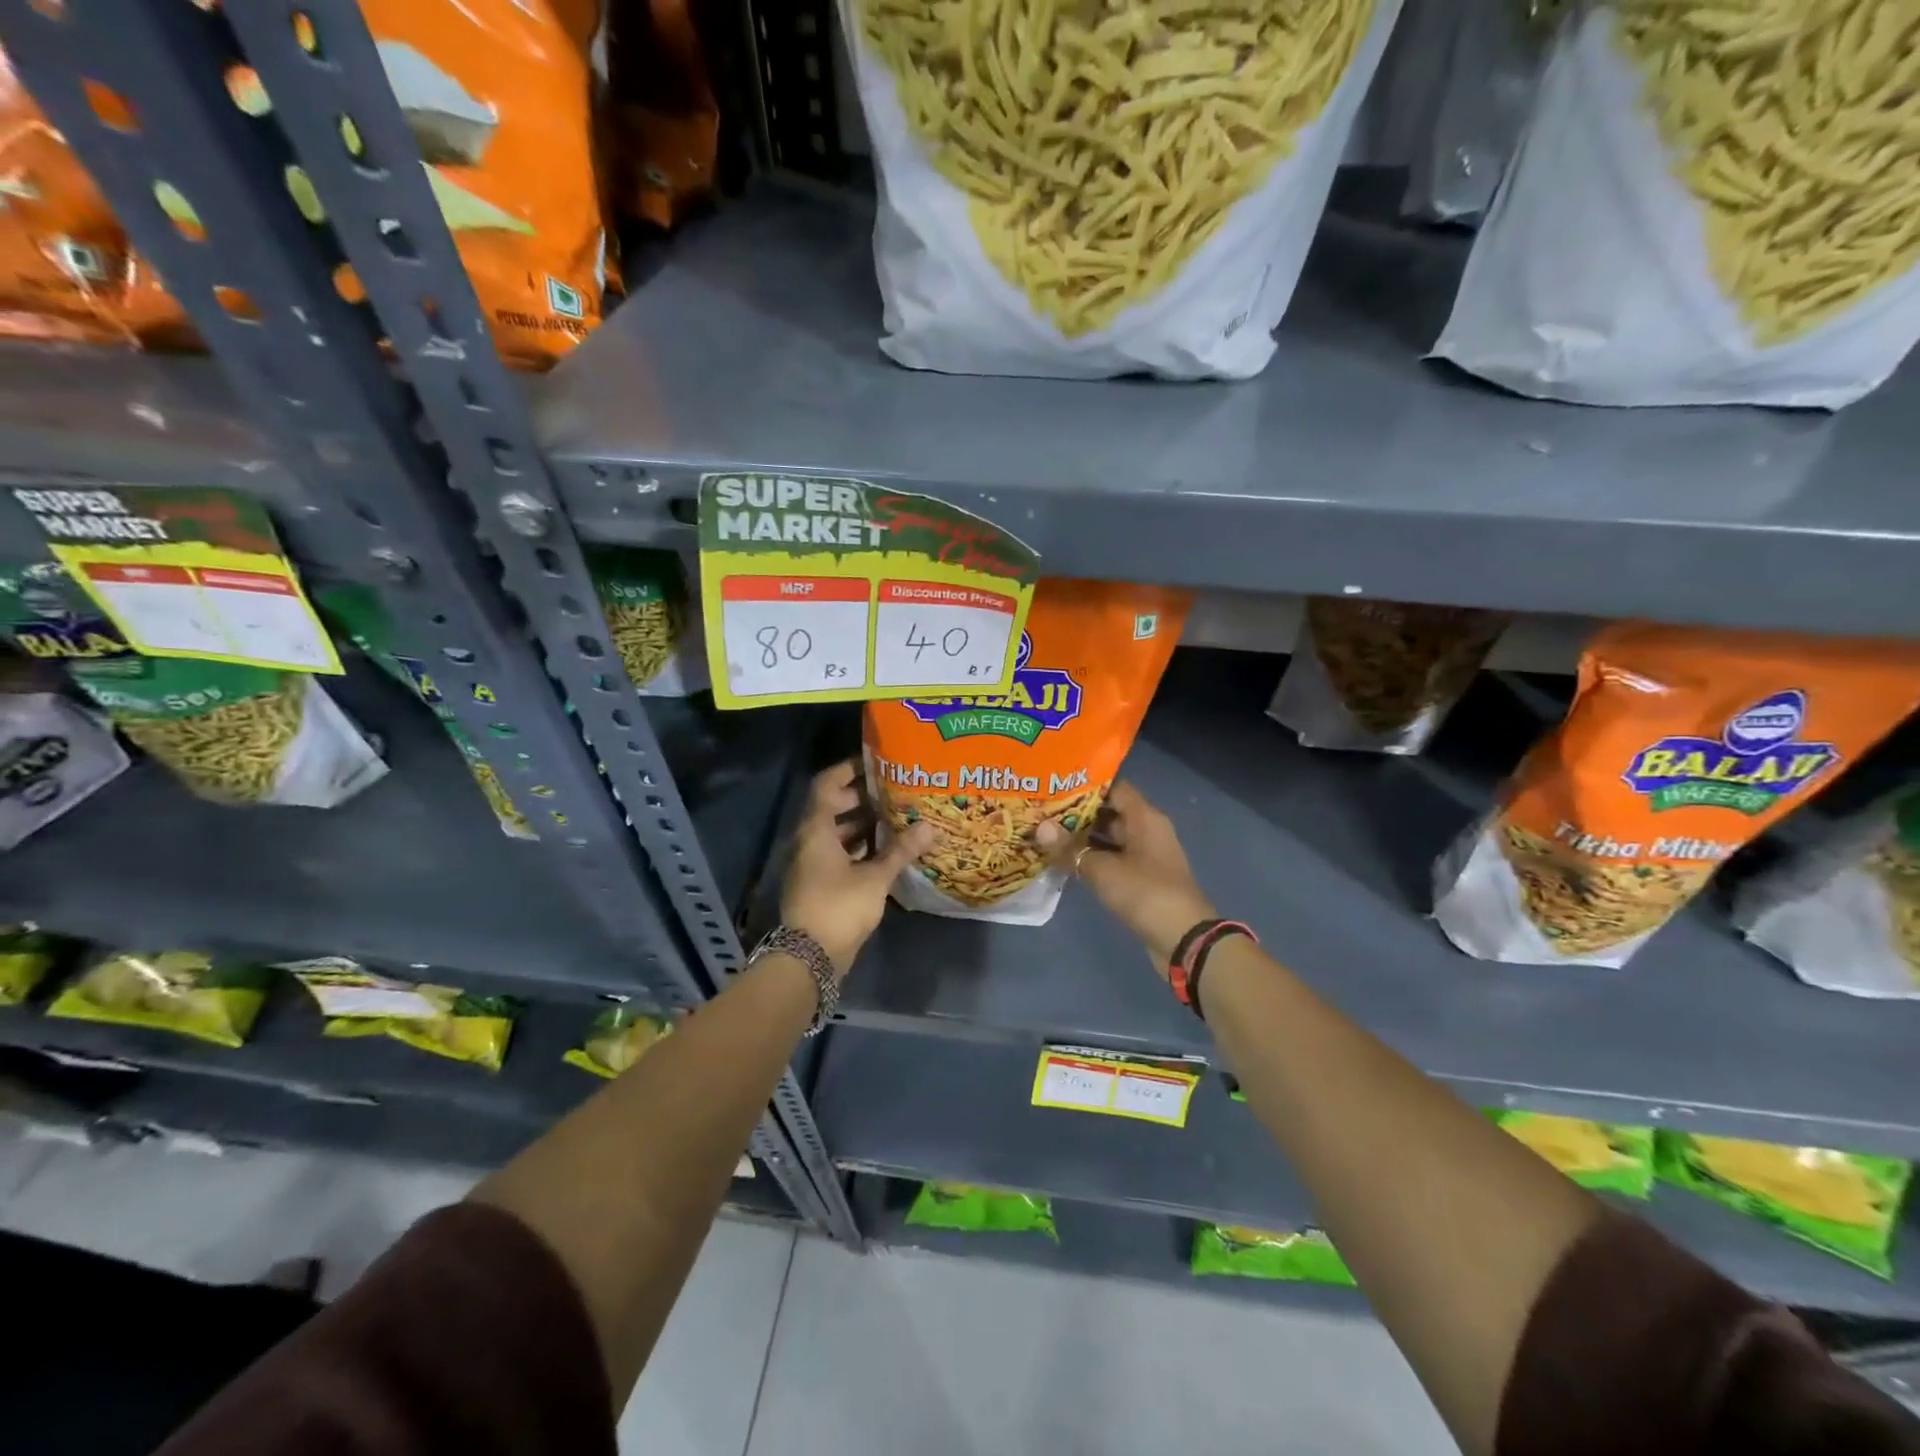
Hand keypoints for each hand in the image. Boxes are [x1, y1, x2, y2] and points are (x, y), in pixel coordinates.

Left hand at [780, 760, 934, 977]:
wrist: (809, 957)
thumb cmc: (839, 907)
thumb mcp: (875, 877)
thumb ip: (901, 851)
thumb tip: (930, 826)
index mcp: (816, 830)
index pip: (827, 784)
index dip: (848, 769)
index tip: (875, 761)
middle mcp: (809, 840)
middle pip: (832, 806)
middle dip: (862, 796)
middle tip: (894, 789)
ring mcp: (812, 863)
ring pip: (836, 832)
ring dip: (862, 823)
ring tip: (896, 815)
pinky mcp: (819, 883)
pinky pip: (839, 853)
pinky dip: (859, 846)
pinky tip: (887, 849)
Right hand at [1035, 780, 1215, 973]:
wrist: (1184, 939)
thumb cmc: (1146, 893)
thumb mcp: (1103, 870)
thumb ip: (1071, 848)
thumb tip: (1040, 827)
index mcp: (1145, 817)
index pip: (1114, 787)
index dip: (1085, 784)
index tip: (1055, 783)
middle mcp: (1147, 830)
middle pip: (1109, 811)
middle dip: (1077, 811)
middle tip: (1042, 808)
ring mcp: (1145, 855)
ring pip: (1109, 837)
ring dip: (1082, 837)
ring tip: (1046, 832)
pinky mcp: (1141, 878)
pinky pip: (1112, 858)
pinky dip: (1091, 857)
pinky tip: (1064, 860)